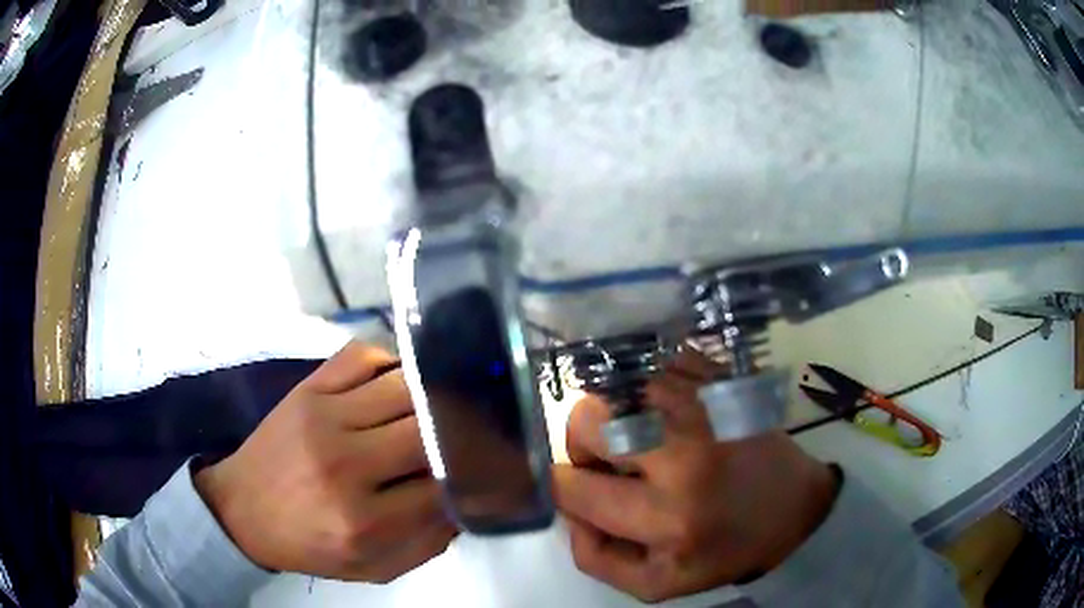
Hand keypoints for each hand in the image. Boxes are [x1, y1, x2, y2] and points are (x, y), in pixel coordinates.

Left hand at [194, 342, 456, 581]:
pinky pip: (364, 355)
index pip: (443, 485)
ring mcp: (323, 417)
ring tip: (441, 407)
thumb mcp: (374, 569)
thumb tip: (467, 498)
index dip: (472, 474)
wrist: (241, 510)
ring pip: (404, 386)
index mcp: (363, 522)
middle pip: (428, 429)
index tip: (483, 469)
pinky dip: (392, 361)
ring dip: (432, 396)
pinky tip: (399, 382)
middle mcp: (346, 465)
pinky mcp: (307, 389)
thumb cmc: (309, 545)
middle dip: (457, 433)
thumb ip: (429, 542)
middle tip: (469, 436)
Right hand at [553, 350, 838, 602]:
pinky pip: (653, 364)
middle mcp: (685, 453)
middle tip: (614, 460)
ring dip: (616, 413)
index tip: (583, 487)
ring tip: (644, 437)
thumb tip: (567, 509)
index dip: (565, 487)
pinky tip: (666, 413)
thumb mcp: (657, 582)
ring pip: (618, 385)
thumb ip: (595, 557)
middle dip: (585, 443)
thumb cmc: (727, 549)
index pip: (574, 487)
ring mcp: (707, 405)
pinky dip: (646, 387)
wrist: (795, 504)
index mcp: (669, 515)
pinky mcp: (721, 377)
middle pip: (586, 419)